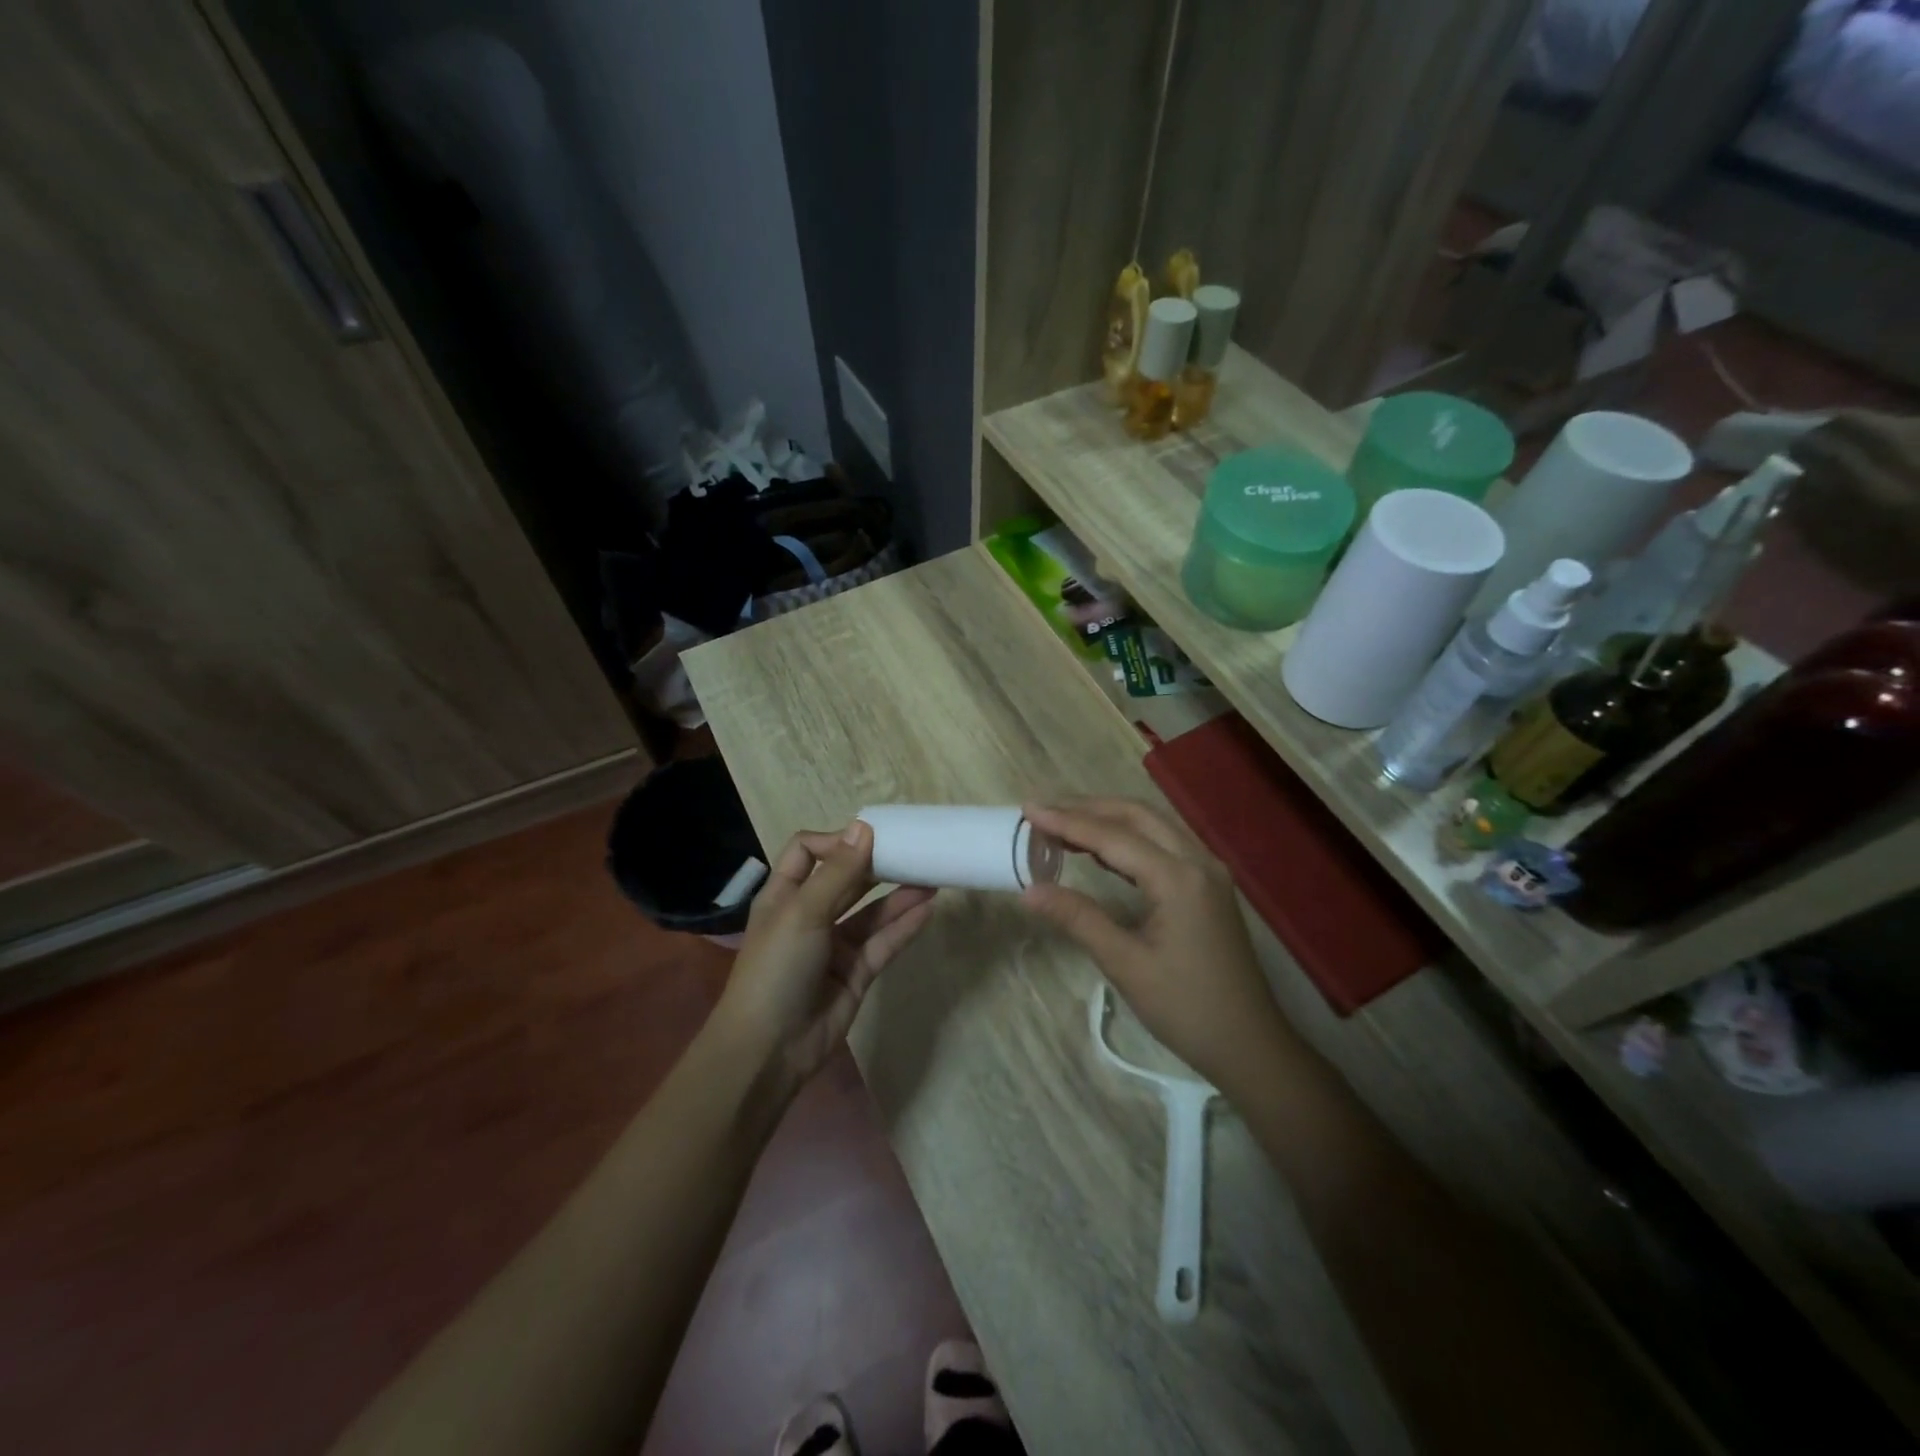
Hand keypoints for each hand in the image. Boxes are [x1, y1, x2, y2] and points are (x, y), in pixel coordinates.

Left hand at [713, 820, 936, 1091]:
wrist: (769, 1049)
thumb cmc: (777, 968)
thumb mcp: (803, 912)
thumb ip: (838, 872)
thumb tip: (863, 826)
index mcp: (785, 895)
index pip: (807, 851)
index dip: (835, 842)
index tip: (868, 840)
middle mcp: (809, 915)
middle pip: (846, 879)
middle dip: (876, 865)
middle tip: (912, 851)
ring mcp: (834, 946)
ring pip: (871, 913)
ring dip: (898, 895)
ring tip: (932, 877)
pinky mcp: (856, 973)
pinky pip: (883, 943)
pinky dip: (904, 927)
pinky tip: (927, 910)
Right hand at [1021, 798, 1297, 1095]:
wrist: (1250, 1044)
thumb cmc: (1186, 1008)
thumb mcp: (1125, 964)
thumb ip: (1078, 919)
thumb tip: (1029, 891)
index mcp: (1178, 878)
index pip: (1112, 836)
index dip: (1067, 821)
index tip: (1029, 809)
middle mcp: (1197, 861)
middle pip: (1136, 816)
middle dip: (1087, 808)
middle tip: (1043, 811)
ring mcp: (1208, 871)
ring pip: (1153, 825)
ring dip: (1109, 819)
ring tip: (1064, 823)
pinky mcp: (1209, 885)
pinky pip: (1165, 844)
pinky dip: (1129, 838)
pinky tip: (1102, 850)